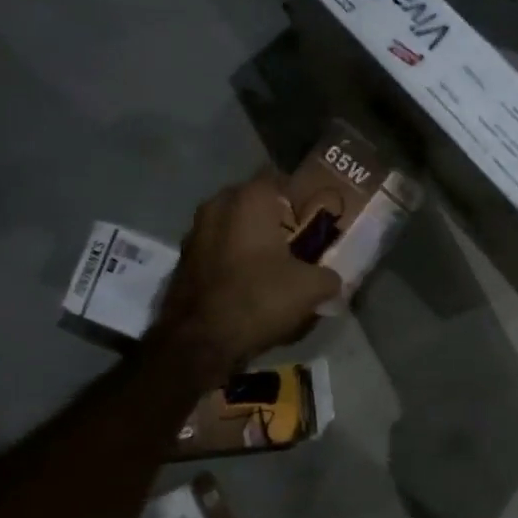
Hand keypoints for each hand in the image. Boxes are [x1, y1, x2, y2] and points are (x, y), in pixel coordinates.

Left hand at [149, 171, 340, 387]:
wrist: (200, 341)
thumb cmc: (259, 299)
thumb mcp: (310, 289)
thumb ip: (329, 277)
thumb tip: (333, 279)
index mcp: (248, 201)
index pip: (276, 177)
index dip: (297, 192)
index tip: (312, 211)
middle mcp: (216, 207)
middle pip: (251, 200)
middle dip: (272, 214)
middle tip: (295, 235)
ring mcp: (194, 234)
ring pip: (230, 224)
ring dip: (249, 236)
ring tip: (273, 260)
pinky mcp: (183, 261)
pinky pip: (216, 248)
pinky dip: (232, 257)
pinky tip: (248, 280)